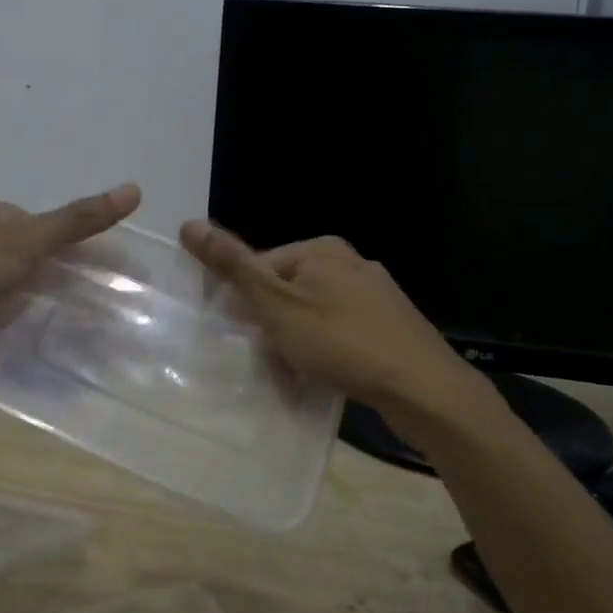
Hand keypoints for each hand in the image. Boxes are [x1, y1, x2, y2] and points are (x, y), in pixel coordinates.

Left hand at [0, 184, 142, 377]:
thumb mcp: (26, 239)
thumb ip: (78, 221)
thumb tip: (136, 189)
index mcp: (2, 223)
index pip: (60, 235)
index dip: (95, 255)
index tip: (129, 282)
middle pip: (45, 274)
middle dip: (77, 294)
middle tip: (123, 323)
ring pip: (27, 309)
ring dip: (54, 325)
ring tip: (103, 351)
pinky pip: (6, 341)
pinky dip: (27, 351)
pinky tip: (60, 368)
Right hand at [178, 220, 492, 416]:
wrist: (423, 388)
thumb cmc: (341, 342)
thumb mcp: (276, 305)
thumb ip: (233, 266)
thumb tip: (189, 223)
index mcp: (321, 249)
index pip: (262, 267)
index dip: (246, 304)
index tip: (247, 339)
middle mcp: (350, 261)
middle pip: (288, 291)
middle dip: (274, 327)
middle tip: (273, 363)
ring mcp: (376, 293)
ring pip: (316, 314)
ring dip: (300, 343)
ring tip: (299, 377)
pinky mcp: (393, 325)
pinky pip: (344, 332)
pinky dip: (330, 351)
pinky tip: (330, 377)